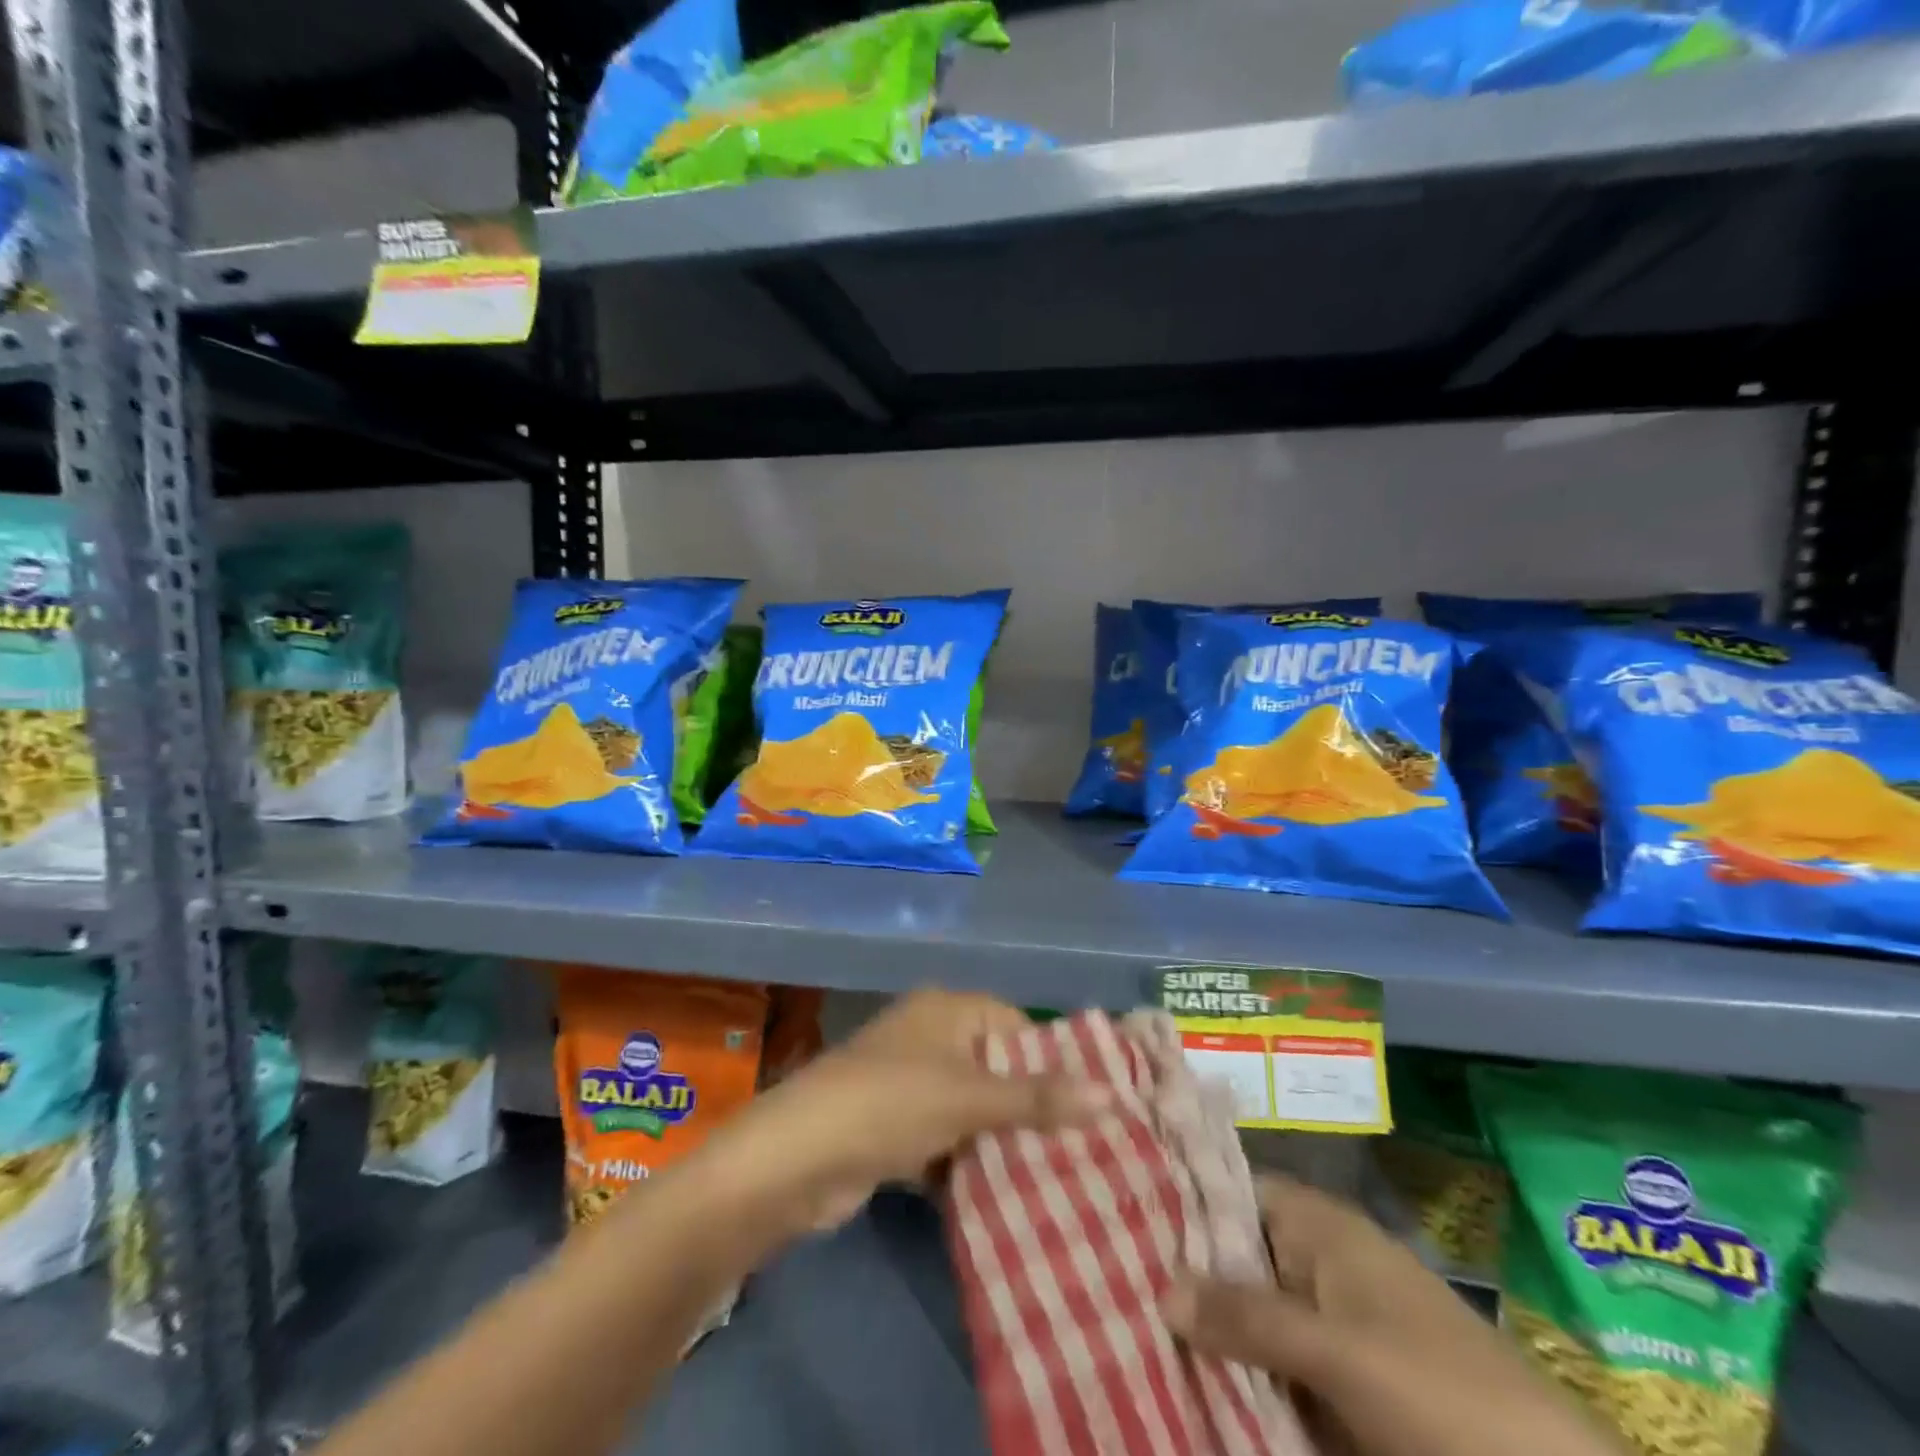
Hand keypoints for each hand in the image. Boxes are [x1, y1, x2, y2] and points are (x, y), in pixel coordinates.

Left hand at [692, 990, 1107, 1238]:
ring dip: (1003, 1141)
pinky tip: (1006, 1197)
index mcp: (947, 1010)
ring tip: (1061, 1180)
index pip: (1017, 1025)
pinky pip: (948, 1139)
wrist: (796, 1159)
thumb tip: (1114, 1094)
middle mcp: (930, 1036)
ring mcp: (910, 1083)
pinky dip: (969, 1163)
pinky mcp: (896, 1127)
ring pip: (973, 1108)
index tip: (1096, 1107)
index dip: (1054, 1062)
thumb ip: (1039, 1097)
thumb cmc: (890, 1104)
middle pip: (997, 1068)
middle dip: (1033, 1108)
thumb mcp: (969, 1098)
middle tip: (1087, 1151)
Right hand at [1163, 1175, 1625, 1455]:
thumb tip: (1160, 1288)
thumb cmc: (1443, 1397)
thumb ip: (1250, 1317)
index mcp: (1322, 1228)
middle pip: (1237, 1252)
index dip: (1183, 1195)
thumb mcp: (1341, 1353)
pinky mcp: (1343, 1385)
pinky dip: (1239, 1370)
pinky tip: (1191, 1379)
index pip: (1235, 1188)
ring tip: (1131, 1321)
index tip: (1121, 1205)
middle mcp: (1321, 1263)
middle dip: (1184, 1266)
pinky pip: (1275, 1365)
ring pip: (1252, 1311)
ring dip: (1206, 1323)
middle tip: (1111, 1270)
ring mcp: (1334, 1326)